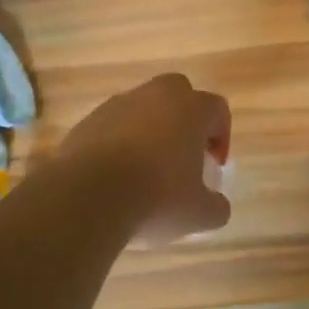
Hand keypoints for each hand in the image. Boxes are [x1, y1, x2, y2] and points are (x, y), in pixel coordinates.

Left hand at [60, 74, 232, 245]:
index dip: (221, 136)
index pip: (217, 109)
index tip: (214, 165)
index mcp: (190, 109)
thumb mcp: (199, 214)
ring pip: (142, 108)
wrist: (88, 196)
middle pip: (178, 94)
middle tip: (182, 155)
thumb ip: (216, 207)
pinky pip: (112, 126)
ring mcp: (117, 105)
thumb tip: (216, 205)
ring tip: (145, 170)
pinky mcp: (88, 121)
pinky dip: (118, 142)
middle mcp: (155, 96)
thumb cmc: (156, 198)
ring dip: (148, 130)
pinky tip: (115, 175)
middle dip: (184, 120)